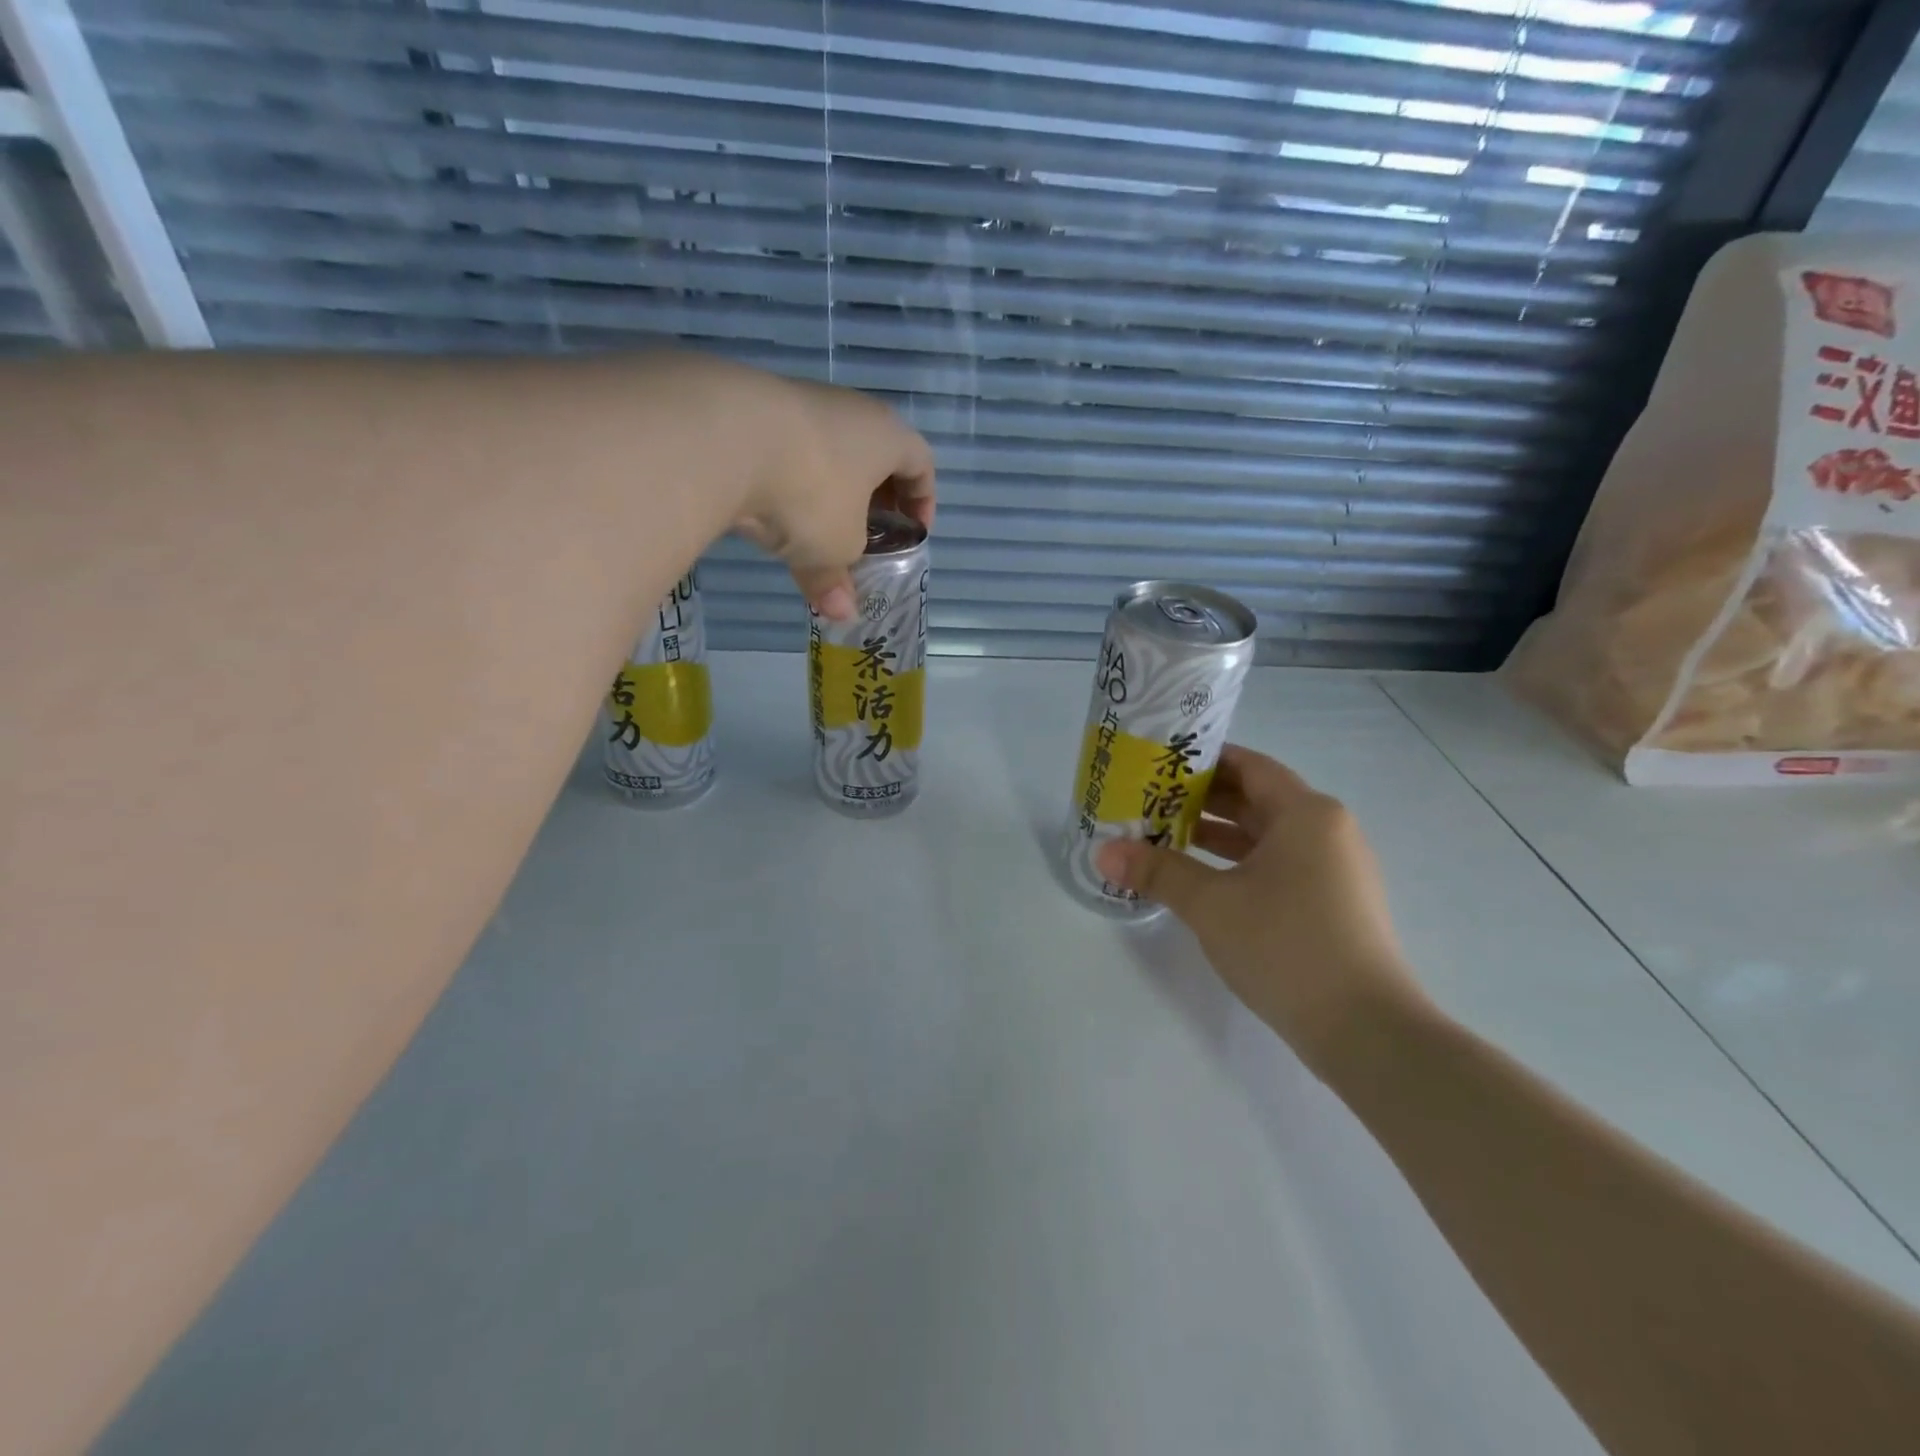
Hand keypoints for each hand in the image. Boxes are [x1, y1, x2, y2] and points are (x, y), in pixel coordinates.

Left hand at [729, 369, 935, 619]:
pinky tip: (770, 510)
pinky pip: (786, 450)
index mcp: (886, 436)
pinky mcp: (752, 408)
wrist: (723, 436)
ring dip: (828, 491)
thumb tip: (841, 614)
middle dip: (873, 498)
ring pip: (827, 452)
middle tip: (867, 534)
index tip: (913, 533)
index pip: (921, 462)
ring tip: (814, 529)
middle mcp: (848, 409)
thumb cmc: (811, 492)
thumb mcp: (834, 548)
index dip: (923, 500)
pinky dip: (788, 481)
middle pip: (873, 454)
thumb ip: (839, 580)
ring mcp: (798, 402)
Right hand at [1096, 745, 1426, 1073]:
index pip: (1250, 766)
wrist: (1366, 1031)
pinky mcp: (1335, 905)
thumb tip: (1104, 852)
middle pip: (1258, 799)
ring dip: (1219, 835)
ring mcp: (1336, 870)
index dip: (1205, 761)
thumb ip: (1158, 871)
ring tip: (1166, 837)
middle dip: (1204, 799)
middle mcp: (1327, 831)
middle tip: (1151, 800)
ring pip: (1268, 836)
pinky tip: (1204, 880)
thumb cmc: (1286, 945)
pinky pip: (1280, 866)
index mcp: (1306, 814)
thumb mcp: (1211, 904)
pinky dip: (1241, 864)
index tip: (1161, 764)